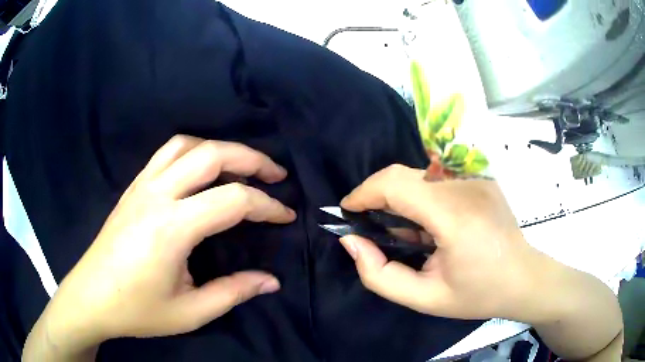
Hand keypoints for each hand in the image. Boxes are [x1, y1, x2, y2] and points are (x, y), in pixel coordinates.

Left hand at [24, 135, 295, 359]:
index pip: (232, 200)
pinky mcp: (133, 187)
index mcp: (172, 228)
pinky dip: (194, 151)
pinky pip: (167, 153)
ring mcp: (141, 186)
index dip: (267, 206)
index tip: (285, 216)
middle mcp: (157, 195)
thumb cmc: (137, 310)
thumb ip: (233, 293)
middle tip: (275, 174)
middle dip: (251, 159)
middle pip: (212, 154)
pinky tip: (201, 170)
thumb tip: (271, 281)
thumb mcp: (190, 312)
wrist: (91, 297)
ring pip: (187, 144)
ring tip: (240, 167)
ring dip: (220, 149)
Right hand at [339, 165, 622, 360]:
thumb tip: (352, 243)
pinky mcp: (481, 177)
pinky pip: (437, 178)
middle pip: (405, 173)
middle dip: (377, 194)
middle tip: (369, 224)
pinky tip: (428, 224)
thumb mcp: (425, 299)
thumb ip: (380, 275)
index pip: (397, 183)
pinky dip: (420, 196)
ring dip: (400, 197)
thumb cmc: (478, 294)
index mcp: (455, 215)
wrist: (524, 278)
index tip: (348, 212)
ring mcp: (477, 177)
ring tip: (402, 231)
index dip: (364, 192)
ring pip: (419, 174)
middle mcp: (466, 185)